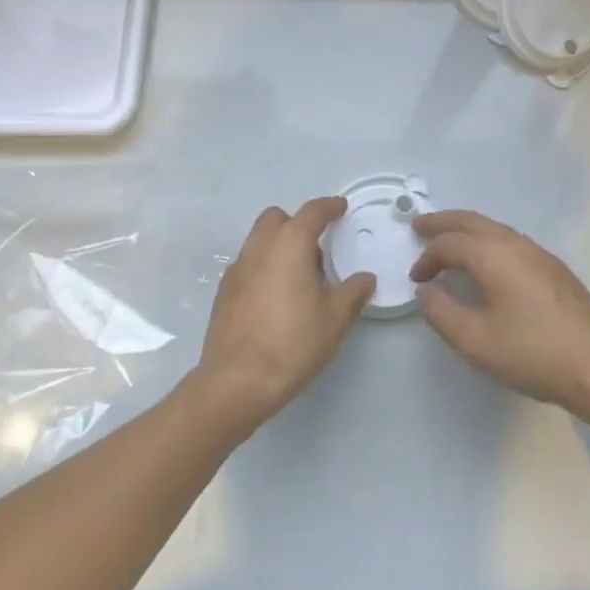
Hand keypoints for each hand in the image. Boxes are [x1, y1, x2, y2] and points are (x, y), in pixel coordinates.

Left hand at [197, 197, 375, 427]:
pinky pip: (248, 264)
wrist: (236, 382)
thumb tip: (366, 278)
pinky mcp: (224, 291)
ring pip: (259, 240)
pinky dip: (264, 266)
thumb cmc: (292, 344)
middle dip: (297, 223)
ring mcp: (237, 268)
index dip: (329, 207)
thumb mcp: (334, 320)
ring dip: (279, 245)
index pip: (312, 212)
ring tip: (299, 277)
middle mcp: (260, 247)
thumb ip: (353, 293)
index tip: (341, 208)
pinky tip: (275, 297)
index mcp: (290, 244)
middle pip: (278, 218)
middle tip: (317, 249)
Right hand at [409, 210, 589, 419]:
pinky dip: (487, 240)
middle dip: (443, 222)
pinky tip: (487, 261)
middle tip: (419, 226)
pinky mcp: (553, 267)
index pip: (450, 243)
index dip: (428, 258)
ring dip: (466, 229)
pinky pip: (509, 239)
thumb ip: (443, 313)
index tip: (416, 279)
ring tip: (449, 240)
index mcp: (493, 255)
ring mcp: (538, 252)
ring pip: (493, 227)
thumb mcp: (477, 342)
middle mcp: (515, 243)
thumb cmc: (533, 353)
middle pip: (472, 221)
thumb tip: (426, 291)